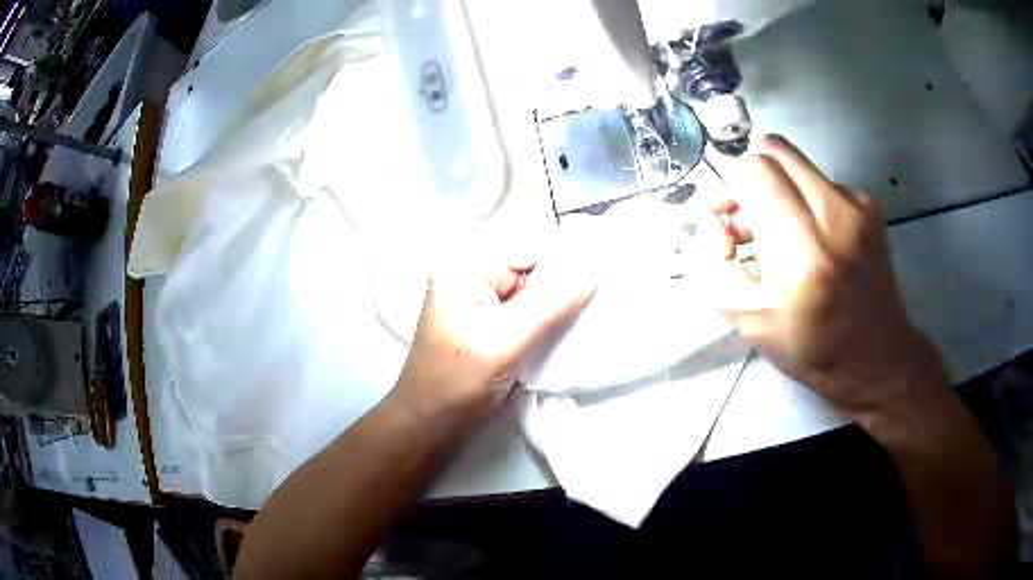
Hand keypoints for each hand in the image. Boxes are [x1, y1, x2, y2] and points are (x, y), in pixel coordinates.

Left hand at [393, 232, 595, 430]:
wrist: (430, 424)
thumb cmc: (456, 381)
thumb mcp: (505, 339)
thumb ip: (552, 304)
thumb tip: (596, 269)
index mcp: (465, 265)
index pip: (528, 248)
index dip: (567, 258)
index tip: (607, 269)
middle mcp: (473, 274)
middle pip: (533, 268)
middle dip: (566, 282)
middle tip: (606, 293)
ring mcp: (483, 301)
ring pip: (535, 292)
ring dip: (560, 304)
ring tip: (595, 311)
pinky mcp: (493, 324)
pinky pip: (530, 312)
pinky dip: (550, 319)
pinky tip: (572, 327)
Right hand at [698, 135, 940, 414]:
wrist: (876, 357)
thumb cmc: (811, 347)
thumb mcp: (746, 320)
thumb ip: (712, 264)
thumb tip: (712, 218)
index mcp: (802, 255)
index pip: (753, 170)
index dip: (731, 186)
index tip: (730, 219)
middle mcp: (835, 216)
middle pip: (773, 148)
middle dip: (750, 175)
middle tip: (750, 215)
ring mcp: (857, 204)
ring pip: (796, 161)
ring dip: (778, 185)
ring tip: (784, 230)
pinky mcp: (870, 202)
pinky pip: (821, 179)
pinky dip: (806, 198)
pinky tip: (816, 238)